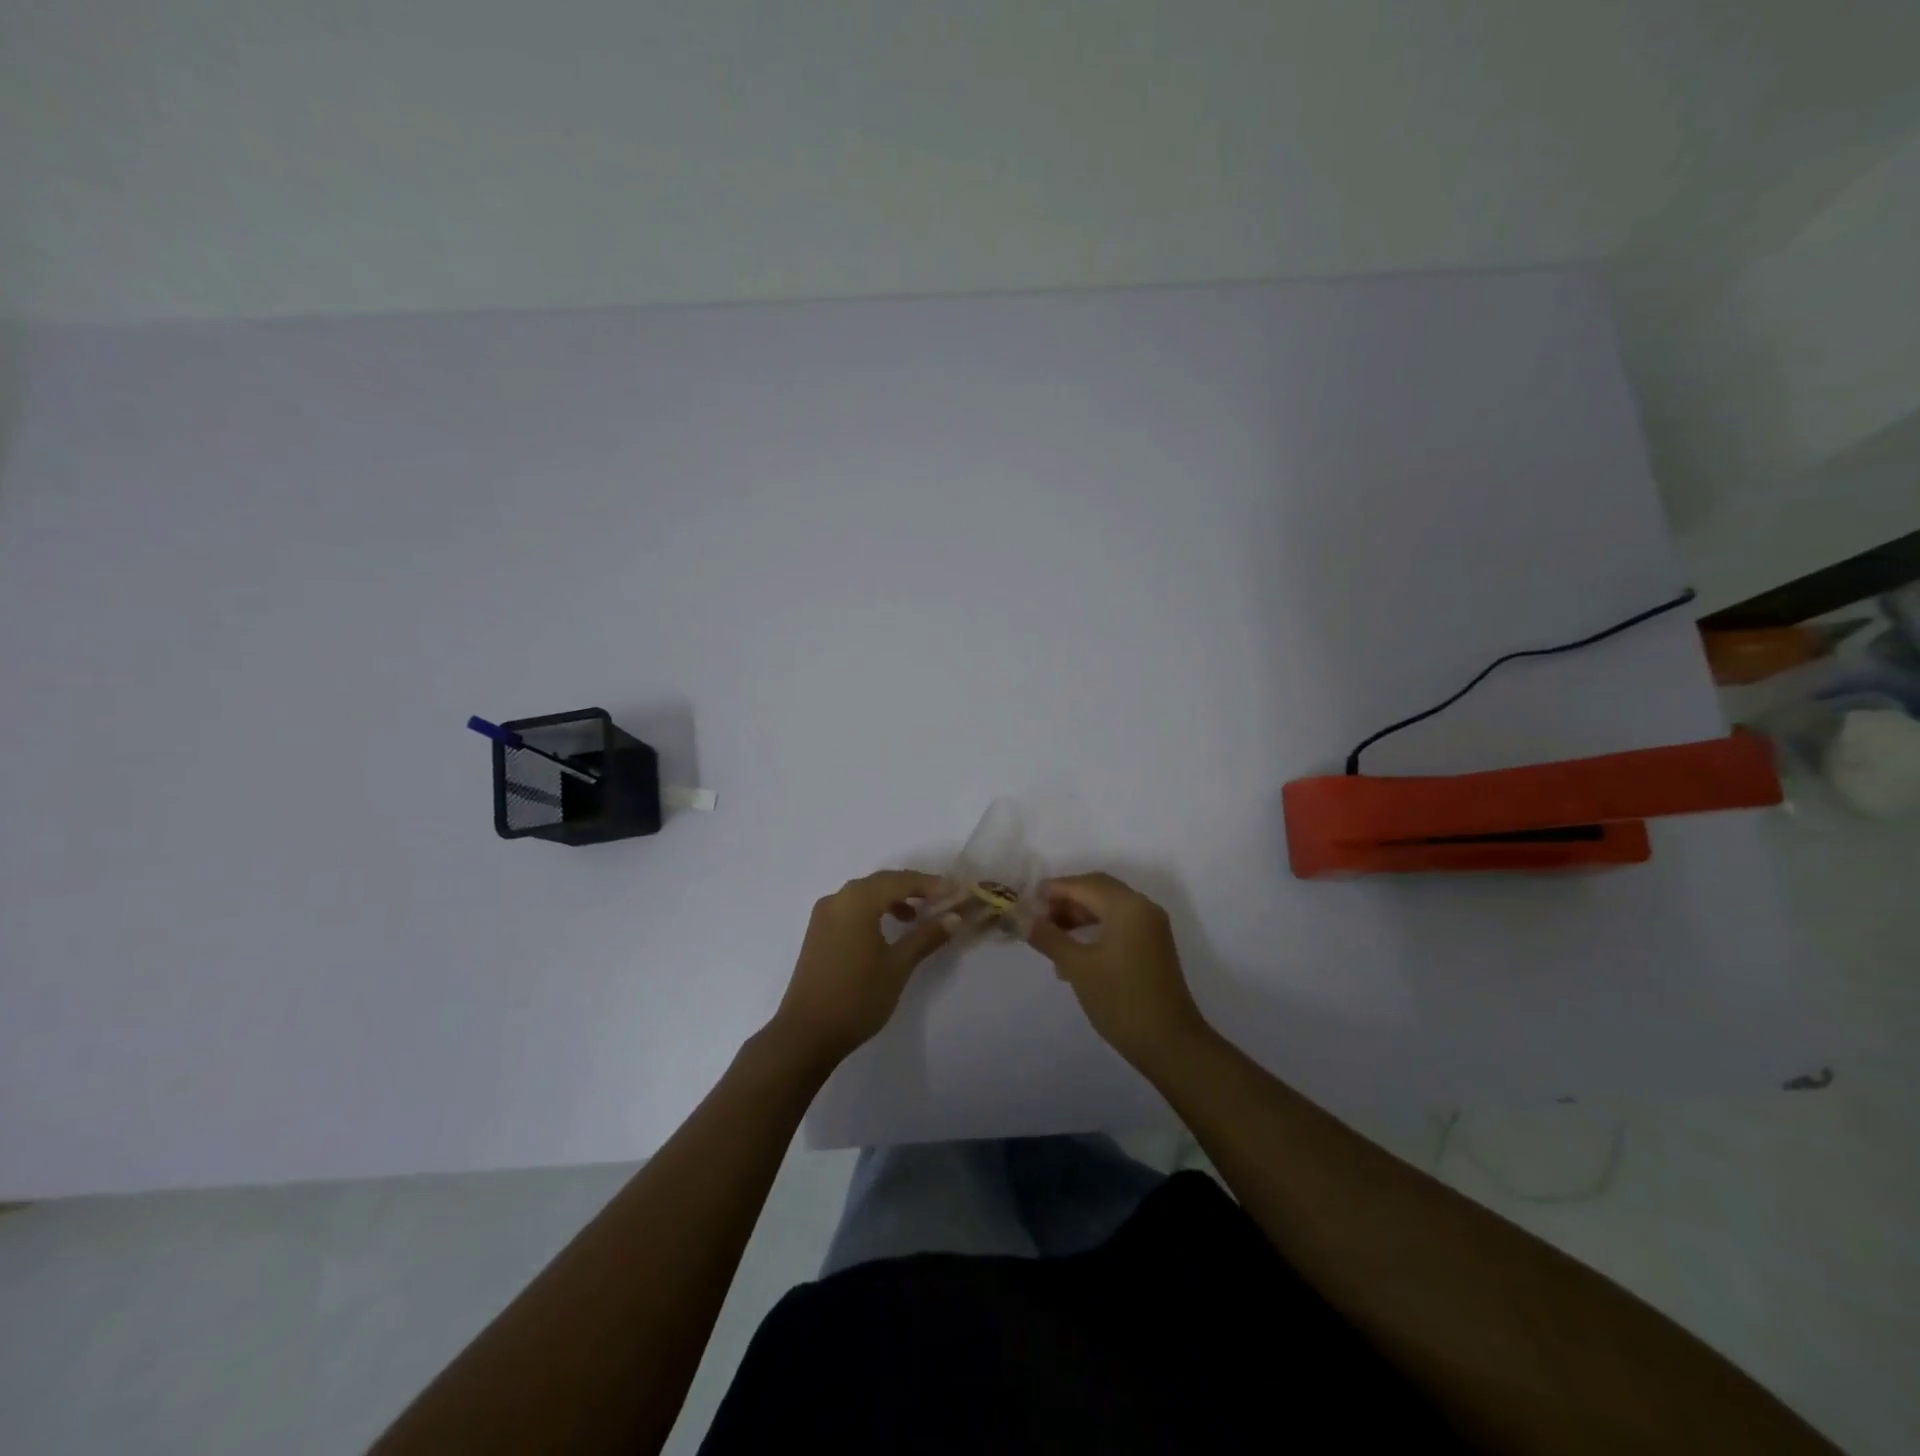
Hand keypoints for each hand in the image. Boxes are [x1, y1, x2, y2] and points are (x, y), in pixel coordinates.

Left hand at [768, 871, 954, 1068]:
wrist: (806, 1034)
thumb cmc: (857, 996)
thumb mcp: (898, 965)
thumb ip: (926, 936)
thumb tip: (954, 916)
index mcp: (857, 900)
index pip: (901, 881)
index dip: (931, 884)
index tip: (958, 891)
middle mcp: (838, 898)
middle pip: (882, 882)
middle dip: (913, 888)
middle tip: (942, 900)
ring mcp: (824, 915)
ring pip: (865, 894)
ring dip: (892, 899)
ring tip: (917, 917)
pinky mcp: (818, 932)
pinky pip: (851, 908)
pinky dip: (874, 910)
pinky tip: (888, 930)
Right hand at [1027, 872, 1210, 1070]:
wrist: (1170, 1044)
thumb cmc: (1121, 1000)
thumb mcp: (1078, 967)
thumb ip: (1049, 937)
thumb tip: (1022, 918)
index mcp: (1127, 906)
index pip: (1083, 884)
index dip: (1053, 889)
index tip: (1026, 901)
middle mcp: (1142, 908)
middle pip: (1098, 890)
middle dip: (1066, 900)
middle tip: (1037, 917)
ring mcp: (1151, 927)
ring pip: (1108, 907)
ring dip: (1079, 915)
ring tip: (1050, 937)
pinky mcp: (1153, 945)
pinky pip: (1119, 924)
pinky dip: (1094, 929)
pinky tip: (1073, 953)